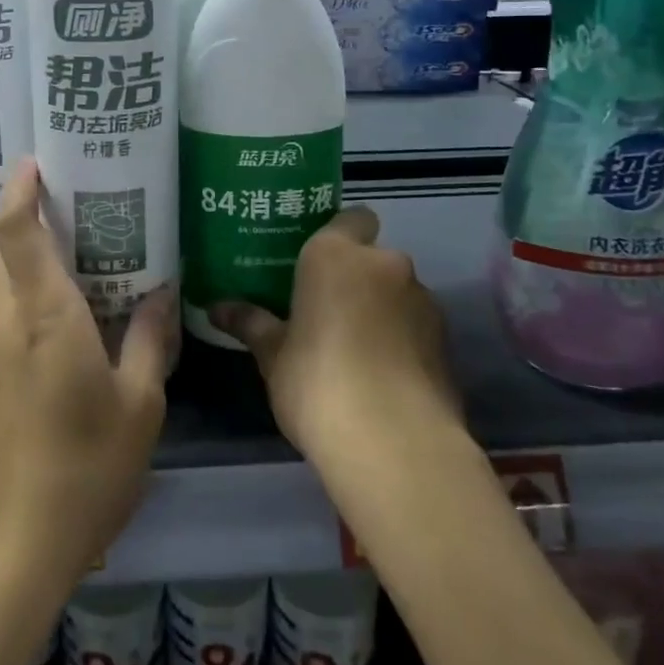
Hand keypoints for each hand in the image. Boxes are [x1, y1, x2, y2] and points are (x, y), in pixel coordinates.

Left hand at [0, 158, 176, 603]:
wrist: (2, 555)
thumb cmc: (82, 472)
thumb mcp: (139, 406)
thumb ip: (150, 340)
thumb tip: (162, 292)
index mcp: (43, 316)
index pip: (16, 231)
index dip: (20, 190)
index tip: (36, 162)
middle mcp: (0, 323)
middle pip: (2, 252)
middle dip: (29, 222)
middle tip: (76, 214)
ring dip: (26, 268)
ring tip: (75, 271)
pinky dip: (20, 308)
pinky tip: (57, 336)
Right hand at [209, 207, 459, 459]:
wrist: (395, 445)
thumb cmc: (317, 383)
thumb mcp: (273, 356)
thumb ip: (251, 324)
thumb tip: (216, 308)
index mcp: (336, 255)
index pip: (350, 218)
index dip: (338, 237)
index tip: (316, 266)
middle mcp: (385, 264)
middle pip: (372, 259)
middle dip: (355, 280)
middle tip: (326, 313)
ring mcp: (423, 301)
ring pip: (398, 293)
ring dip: (381, 310)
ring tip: (356, 352)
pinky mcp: (447, 342)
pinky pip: (417, 327)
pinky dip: (403, 342)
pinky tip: (384, 378)